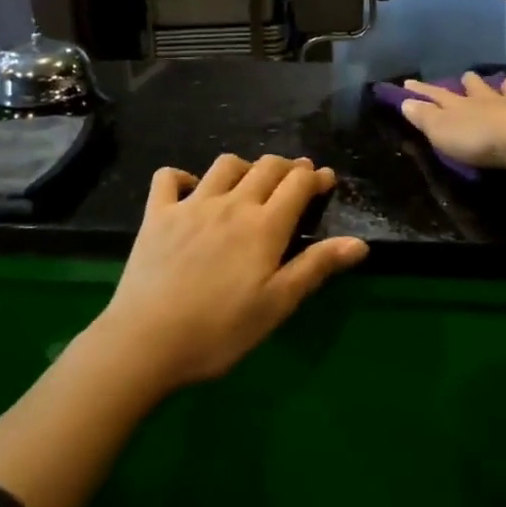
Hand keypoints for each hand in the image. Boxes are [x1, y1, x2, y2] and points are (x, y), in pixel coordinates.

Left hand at [92, 154, 368, 391]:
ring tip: (250, 181)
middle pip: (266, 167)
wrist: (146, 341)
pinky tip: (190, 188)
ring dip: (245, 166)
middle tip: (297, 177)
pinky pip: (168, 178)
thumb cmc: (220, 330)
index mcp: (264, 226)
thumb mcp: (277, 305)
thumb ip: (316, 267)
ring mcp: (191, 204)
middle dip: (287, 166)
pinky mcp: (157, 214)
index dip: (316, 177)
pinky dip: (182, 176)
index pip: (297, 184)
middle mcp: (231, 204)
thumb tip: (359, 243)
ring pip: (225, 165)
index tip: (327, 179)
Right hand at [399, 73, 505, 221]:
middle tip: (468, 75)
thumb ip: (425, 117)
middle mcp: (493, 101)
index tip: (409, 83)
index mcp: (465, 106)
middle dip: (471, 83)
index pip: (438, 95)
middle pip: (479, 89)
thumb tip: (405, 102)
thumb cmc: (480, 140)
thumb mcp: (443, 132)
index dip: (423, 90)